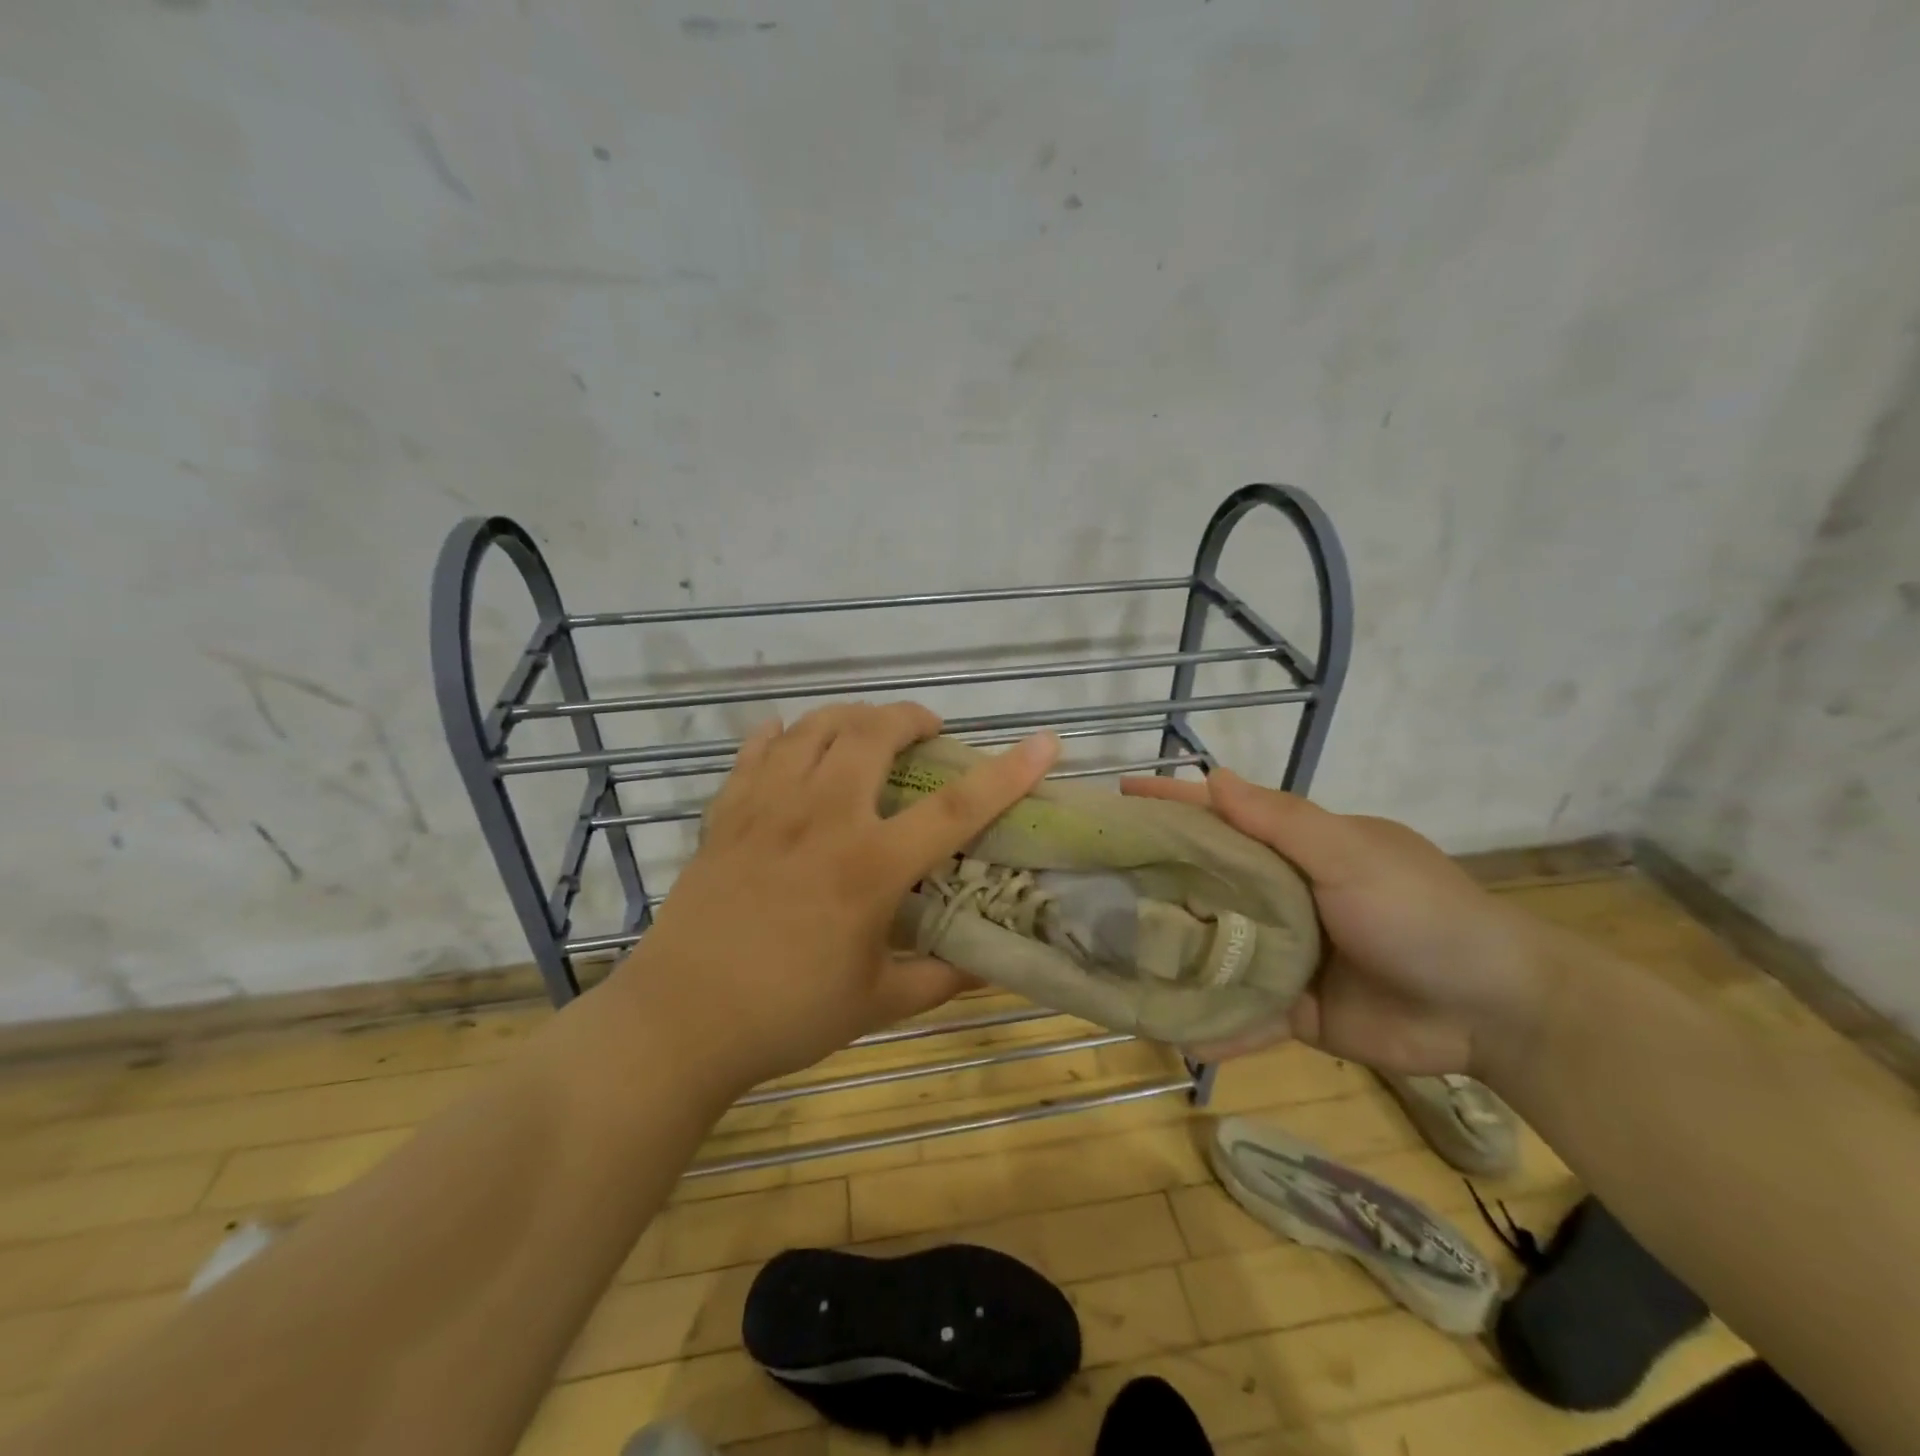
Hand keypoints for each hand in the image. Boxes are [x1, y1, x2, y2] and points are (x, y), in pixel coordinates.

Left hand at [611, 703, 1059, 1090]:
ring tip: (867, 730)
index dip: (1007, 772)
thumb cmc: (786, 1015)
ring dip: (851, 717)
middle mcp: (821, 819)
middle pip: (872, 734)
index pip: (956, 809)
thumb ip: (942, 979)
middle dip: (909, 717)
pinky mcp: (726, 814)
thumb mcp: (878, 1004)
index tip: (1045, 742)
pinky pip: (756, 751)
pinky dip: (780, 736)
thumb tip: (993, 966)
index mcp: (869, 867)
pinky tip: (790, 739)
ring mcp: (767, 808)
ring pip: (814, 728)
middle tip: (926, 731)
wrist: (679, 1022)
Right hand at [1121, 771, 1548, 1077]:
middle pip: (1203, 885)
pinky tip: (1176, 1038)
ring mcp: (1283, 955)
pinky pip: (1243, 1016)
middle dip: (1152, 883)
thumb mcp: (1351, 855)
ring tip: (1111, 962)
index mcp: (1292, 851)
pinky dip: (1216, 1029)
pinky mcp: (1293, 1009)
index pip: (1220, 818)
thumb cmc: (1420, 913)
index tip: (1116, 797)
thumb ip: (1281, 823)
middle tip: (1088, 885)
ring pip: (1213, 952)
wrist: (1495, 1011)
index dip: (1170, 804)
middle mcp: (1279, 897)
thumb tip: (1211, 775)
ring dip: (1172, 958)